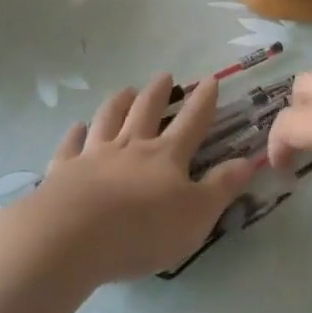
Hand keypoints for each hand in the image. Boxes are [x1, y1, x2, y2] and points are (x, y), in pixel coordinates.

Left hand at [24, 73, 257, 282]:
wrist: (73, 237)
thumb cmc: (143, 229)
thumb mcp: (197, 215)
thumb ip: (222, 187)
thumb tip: (248, 161)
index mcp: (166, 156)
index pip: (191, 121)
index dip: (203, 101)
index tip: (210, 79)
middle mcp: (131, 146)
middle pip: (146, 111)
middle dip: (159, 92)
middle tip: (165, 75)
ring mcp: (94, 155)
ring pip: (108, 119)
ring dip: (119, 102)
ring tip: (126, 90)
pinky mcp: (62, 170)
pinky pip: (70, 145)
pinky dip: (74, 134)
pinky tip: (76, 127)